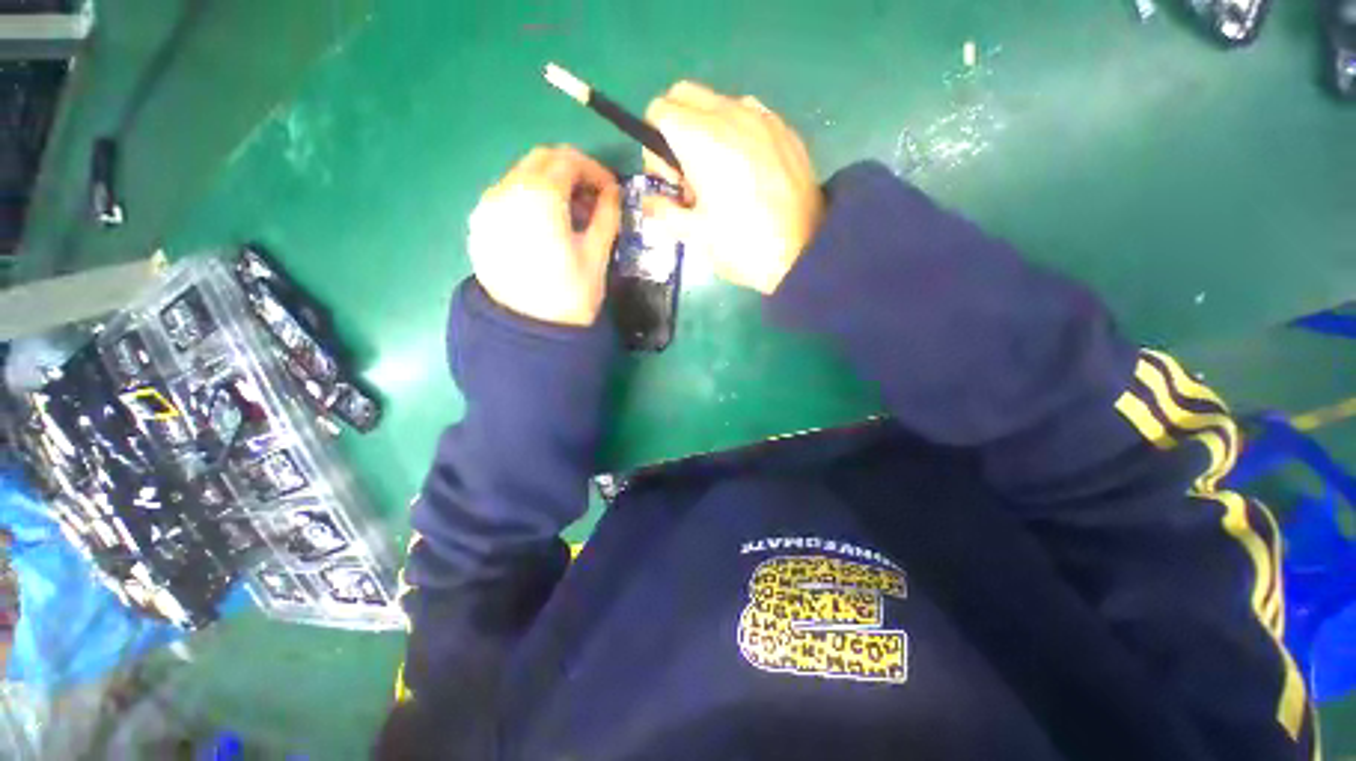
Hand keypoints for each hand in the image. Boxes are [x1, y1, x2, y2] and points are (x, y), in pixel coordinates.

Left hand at [467, 146, 620, 326]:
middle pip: (541, 160)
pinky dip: (530, 198)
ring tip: (570, 216)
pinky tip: (544, 226)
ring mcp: (487, 207)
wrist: (529, 332)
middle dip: (571, 172)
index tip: (610, 190)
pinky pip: (507, 195)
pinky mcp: (480, 224)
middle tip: (592, 199)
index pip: (568, 160)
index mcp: (540, 196)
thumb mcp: (597, 255)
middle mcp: (507, 190)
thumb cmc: (570, 295)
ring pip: (522, 175)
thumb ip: (607, 216)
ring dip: (550, 184)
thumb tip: (613, 193)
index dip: (595, 170)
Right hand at [645, 81, 823, 294]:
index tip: (672, 183)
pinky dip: (736, 133)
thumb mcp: (693, 235)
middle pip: (685, 95)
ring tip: (722, 178)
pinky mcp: (785, 130)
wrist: (804, 252)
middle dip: (675, 128)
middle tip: (690, 175)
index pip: (657, 111)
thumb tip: (649, 200)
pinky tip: (749, 174)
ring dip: (707, 130)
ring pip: (718, 103)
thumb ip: (662, 210)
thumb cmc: (742, 245)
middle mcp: (730, 113)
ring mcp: (762, 117)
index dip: (654, 148)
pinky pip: (749, 115)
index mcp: (700, 137)